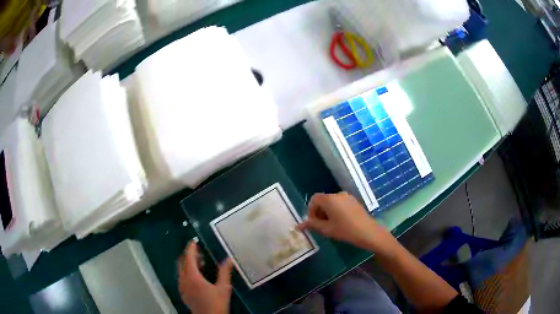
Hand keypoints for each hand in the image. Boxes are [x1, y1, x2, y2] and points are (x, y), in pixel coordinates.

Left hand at [177, 241, 233, 313]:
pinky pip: (181, 277)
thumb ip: (224, 272)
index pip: (188, 257)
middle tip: (200, 252)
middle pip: (181, 261)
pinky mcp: (182, 292)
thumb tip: (229, 259)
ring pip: (180, 269)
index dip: (191, 248)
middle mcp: (183, 279)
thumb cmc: (216, 303)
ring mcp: (181, 286)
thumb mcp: (223, 288)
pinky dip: (186, 271)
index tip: (194, 241)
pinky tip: (197, 276)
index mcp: (192, 276)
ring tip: (200, 264)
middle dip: (188, 255)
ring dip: (188, 263)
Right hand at [298, 192, 395, 253]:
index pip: (314, 199)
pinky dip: (336, 211)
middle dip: (319, 212)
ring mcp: (348, 197)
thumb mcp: (327, 229)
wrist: (368, 232)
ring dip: (328, 212)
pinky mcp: (354, 202)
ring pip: (332, 202)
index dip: (311, 210)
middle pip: (323, 200)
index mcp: (329, 199)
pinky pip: (340, 204)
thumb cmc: (345, 230)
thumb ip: (312, 225)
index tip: (313, 222)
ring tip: (331, 226)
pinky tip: (341, 223)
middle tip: (321, 226)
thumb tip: (299, 225)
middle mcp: (338, 194)